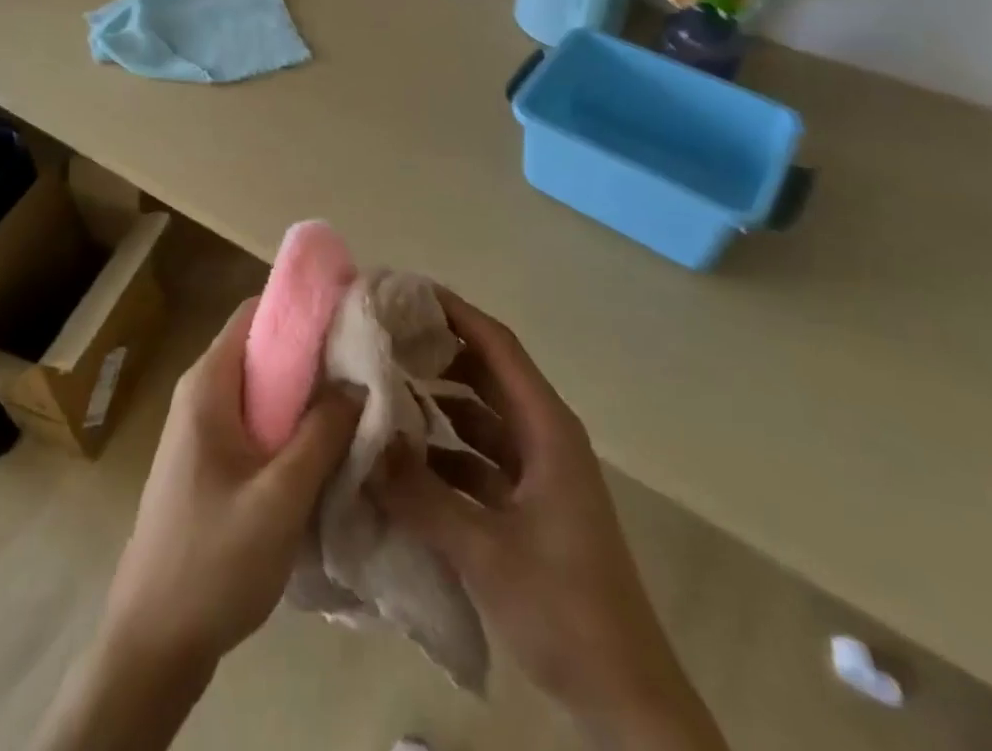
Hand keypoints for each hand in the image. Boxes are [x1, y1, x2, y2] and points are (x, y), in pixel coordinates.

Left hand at [103, 297, 361, 674]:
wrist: (152, 644)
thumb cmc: (212, 562)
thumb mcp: (279, 497)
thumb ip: (321, 434)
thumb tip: (358, 381)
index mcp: (208, 385)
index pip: (256, 312)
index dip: (303, 306)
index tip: (352, 312)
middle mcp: (202, 394)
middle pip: (262, 348)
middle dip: (314, 352)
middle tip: (368, 363)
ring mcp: (203, 429)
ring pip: (263, 388)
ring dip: (306, 392)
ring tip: (358, 401)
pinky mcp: (211, 460)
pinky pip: (257, 420)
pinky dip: (291, 422)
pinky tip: (326, 446)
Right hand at [377, 291, 725, 750]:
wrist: (626, 699)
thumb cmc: (566, 610)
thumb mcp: (485, 550)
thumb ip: (421, 496)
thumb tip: (366, 445)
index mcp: (547, 428)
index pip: (497, 346)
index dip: (454, 312)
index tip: (405, 292)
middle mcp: (543, 436)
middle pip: (487, 373)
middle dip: (439, 350)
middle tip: (383, 334)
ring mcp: (537, 472)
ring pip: (481, 416)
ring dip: (439, 400)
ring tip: (384, 384)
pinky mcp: (528, 505)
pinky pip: (479, 457)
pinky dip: (445, 449)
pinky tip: (405, 455)